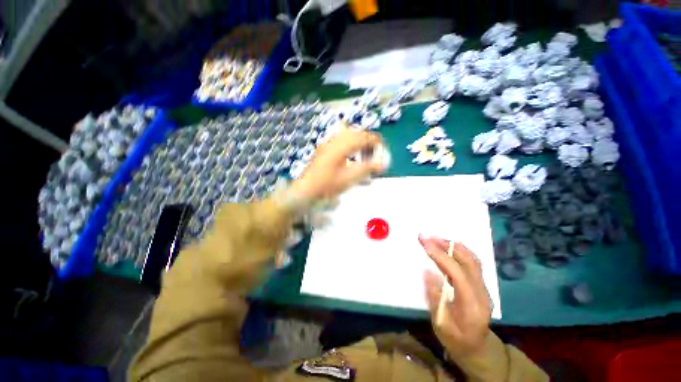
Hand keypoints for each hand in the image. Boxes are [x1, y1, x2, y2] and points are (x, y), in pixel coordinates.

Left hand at [290, 128, 385, 200]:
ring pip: (348, 135)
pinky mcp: (325, 149)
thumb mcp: (349, 178)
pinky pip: (341, 140)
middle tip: (374, 155)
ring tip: (364, 156)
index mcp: (341, 145)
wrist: (305, 190)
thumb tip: (384, 163)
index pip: (364, 137)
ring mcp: (328, 143)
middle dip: (368, 142)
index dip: (376, 143)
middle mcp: (335, 140)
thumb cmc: (326, 185)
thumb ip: (367, 168)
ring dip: (359, 142)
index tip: (383, 152)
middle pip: (357, 133)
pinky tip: (351, 157)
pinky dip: (350, 145)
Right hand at [419, 236, 491, 359]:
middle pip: (468, 261)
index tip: (424, 243)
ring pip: (472, 259)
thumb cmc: (456, 340)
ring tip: (435, 238)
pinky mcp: (481, 285)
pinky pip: (473, 262)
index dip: (440, 255)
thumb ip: (435, 298)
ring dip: (453, 246)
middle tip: (427, 237)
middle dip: (446, 245)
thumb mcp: (441, 325)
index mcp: (472, 304)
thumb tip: (427, 271)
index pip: (457, 272)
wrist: (477, 348)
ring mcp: (484, 287)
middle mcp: (482, 292)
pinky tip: (449, 247)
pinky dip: (460, 250)